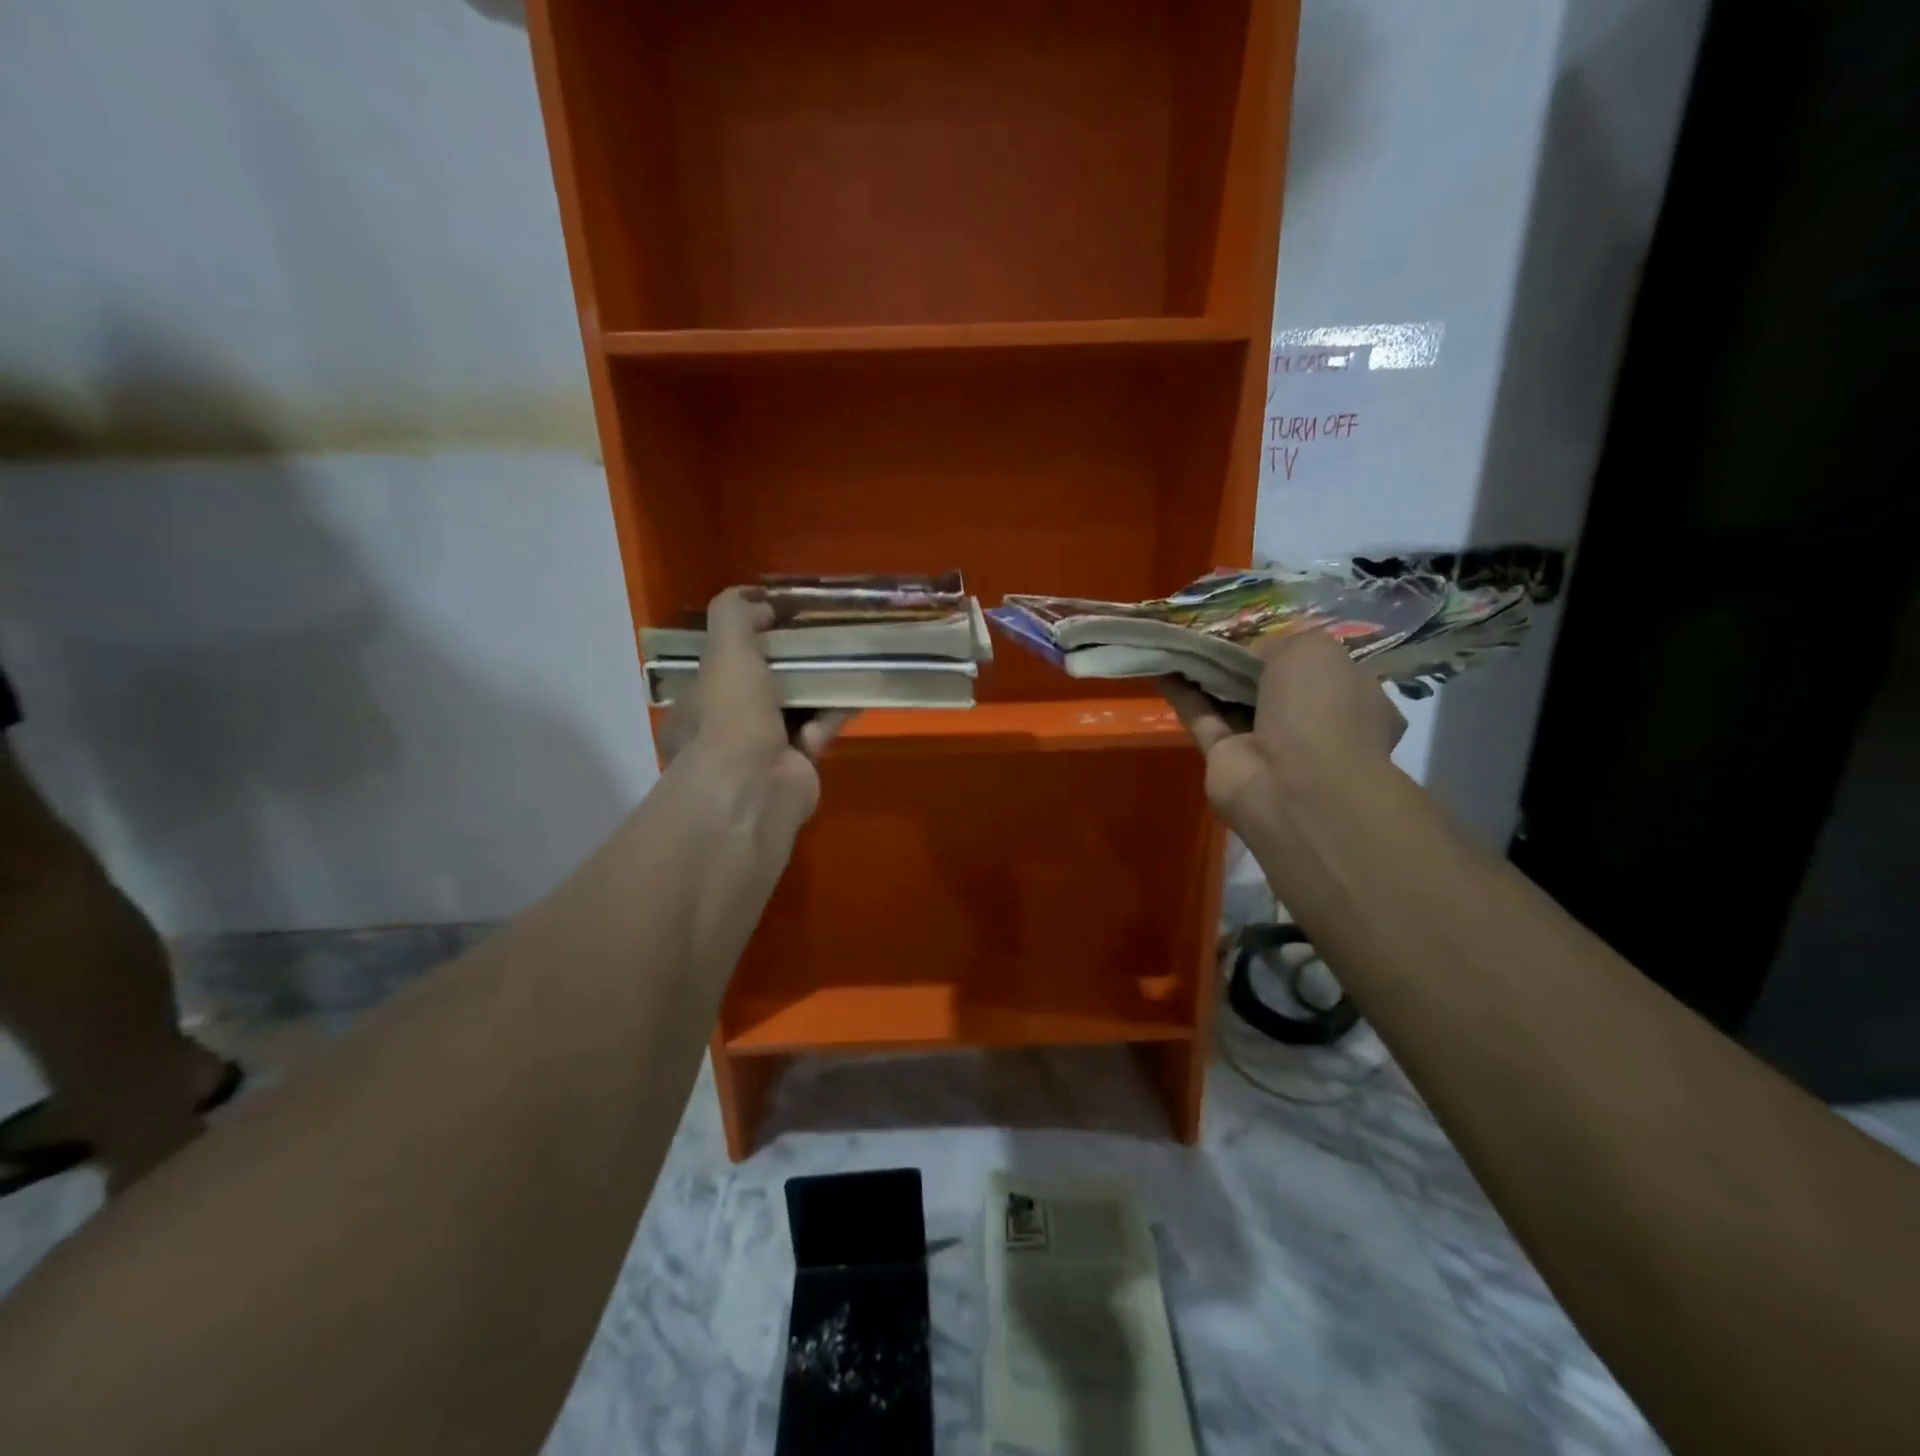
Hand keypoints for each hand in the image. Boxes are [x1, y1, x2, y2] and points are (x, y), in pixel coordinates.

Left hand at [657, 588, 853, 825]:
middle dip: (789, 664)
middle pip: (761, 686)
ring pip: (794, 708)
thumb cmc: (730, 714)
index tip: (776, 622)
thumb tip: (758, 600)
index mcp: (695, 706)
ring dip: (816, 686)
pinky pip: (818, 730)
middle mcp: (723, 732)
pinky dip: (833, 713)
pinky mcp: (797, 768)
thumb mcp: (724, 649)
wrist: (755, 786)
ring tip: (842, 659)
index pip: (720, 667)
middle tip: (816, 639)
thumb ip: (734, 614)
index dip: (747, 642)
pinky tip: (851, 693)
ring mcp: (761, 753)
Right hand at [1159, 630, 1403, 838]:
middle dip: (1242, 659)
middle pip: (1271, 684)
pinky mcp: (1225, 759)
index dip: (1289, 646)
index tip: (1258, 627)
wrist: (1295, 785)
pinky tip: (1161, 666)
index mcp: (1352, 697)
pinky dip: (1183, 693)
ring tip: (1179, 639)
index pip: (1321, 667)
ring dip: (1208, 673)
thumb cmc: (1321, 709)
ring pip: (1233, 701)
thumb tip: (1252, 651)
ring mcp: (1268, 746)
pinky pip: (1202, 718)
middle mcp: (1312, 723)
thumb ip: (1281, 641)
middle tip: (1210, 629)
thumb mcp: (1313, 649)